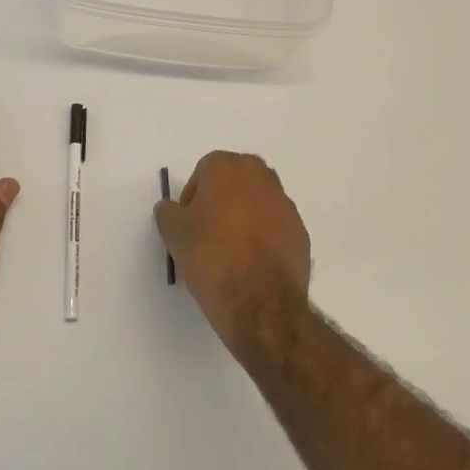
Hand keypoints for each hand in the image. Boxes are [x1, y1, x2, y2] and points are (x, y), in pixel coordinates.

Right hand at [154, 151, 311, 354]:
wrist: (260, 302)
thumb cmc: (211, 256)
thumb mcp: (173, 232)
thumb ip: (169, 211)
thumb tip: (173, 209)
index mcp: (230, 167)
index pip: (204, 170)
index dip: (192, 196)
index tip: (188, 223)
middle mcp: (263, 177)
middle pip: (233, 182)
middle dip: (219, 202)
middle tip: (206, 233)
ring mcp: (286, 205)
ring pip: (256, 204)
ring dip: (242, 219)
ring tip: (228, 253)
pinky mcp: (300, 233)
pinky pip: (273, 228)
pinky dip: (262, 238)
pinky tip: (250, 265)